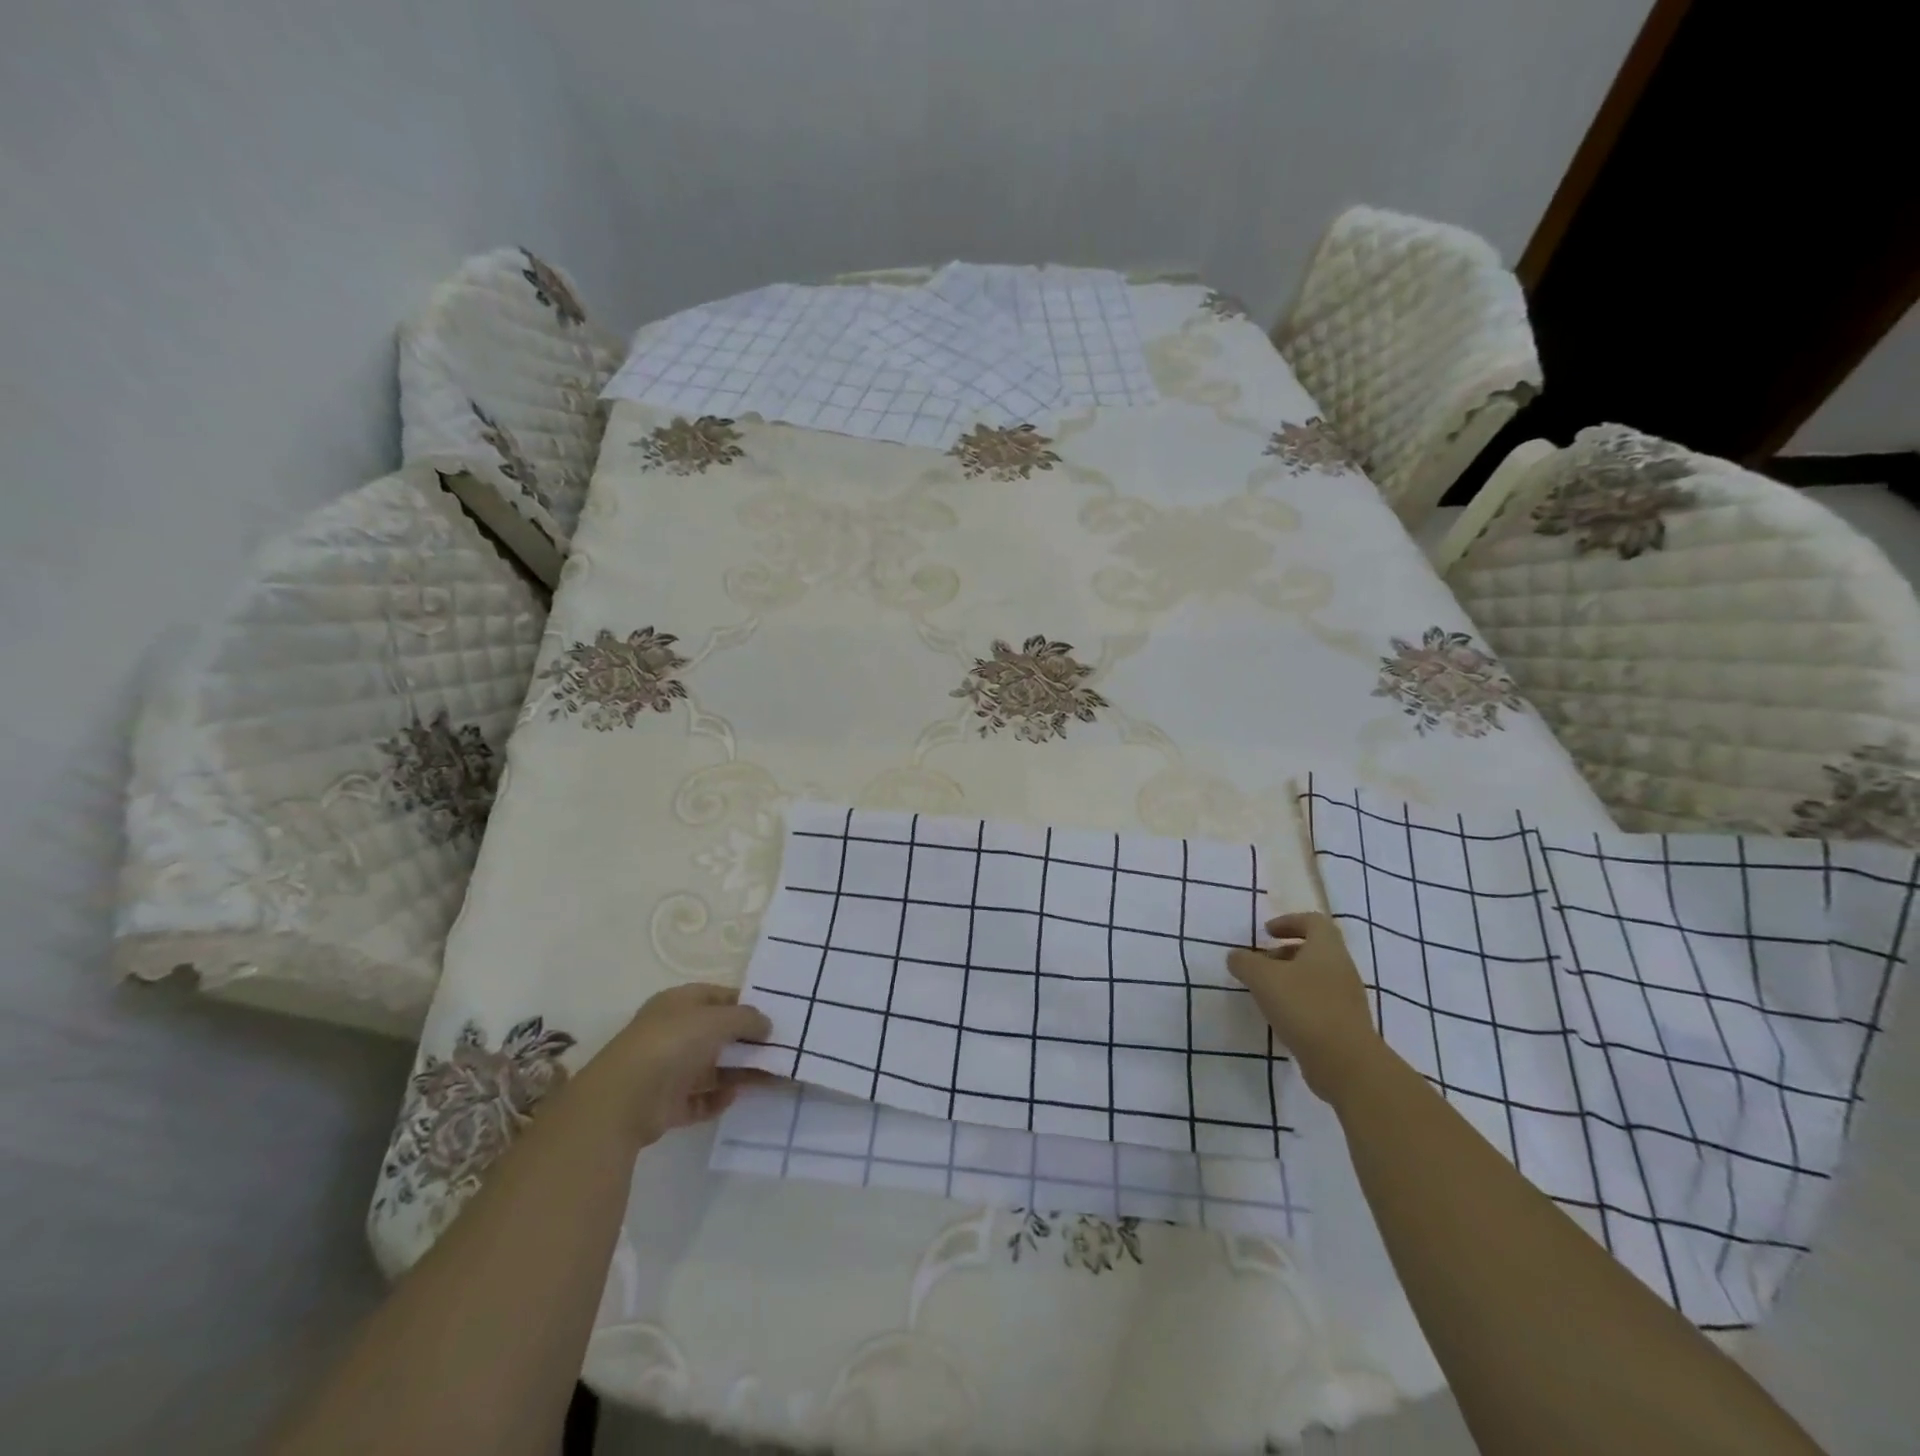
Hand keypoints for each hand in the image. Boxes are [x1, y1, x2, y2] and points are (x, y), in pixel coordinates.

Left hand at [599, 983, 772, 1145]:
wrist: (624, 1100)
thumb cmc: (672, 1043)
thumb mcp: (717, 1019)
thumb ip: (746, 1019)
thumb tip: (766, 1024)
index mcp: (679, 1004)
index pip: (718, 997)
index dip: (746, 1004)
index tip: (774, 1016)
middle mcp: (673, 1033)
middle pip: (718, 1035)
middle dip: (747, 1042)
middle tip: (779, 1049)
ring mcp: (669, 1069)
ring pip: (713, 1068)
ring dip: (739, 1072)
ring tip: (771, 1077)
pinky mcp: (667, 1104)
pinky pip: (700, 1099)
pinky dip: (718, 1099)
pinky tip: (734, 1097)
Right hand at [1228, 912, 1382, 1102]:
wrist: (1346, 1063)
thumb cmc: (1304, 1008)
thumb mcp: (1262, 978)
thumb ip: (1244, 962)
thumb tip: (1236, 956)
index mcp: (1327, 949)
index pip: (1313, 921)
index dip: (1289, 921)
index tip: (1266, 932)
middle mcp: (1341, 968)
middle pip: (1314, 950)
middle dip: (1284, 953)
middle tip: (1260, 964)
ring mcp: (1347, 998)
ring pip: (1316, 977)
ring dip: (1290, 978)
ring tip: (1265, 993)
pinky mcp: (1345, 1024)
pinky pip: (1319, 1002)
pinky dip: (1298, 1002)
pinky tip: (1281, 1017)